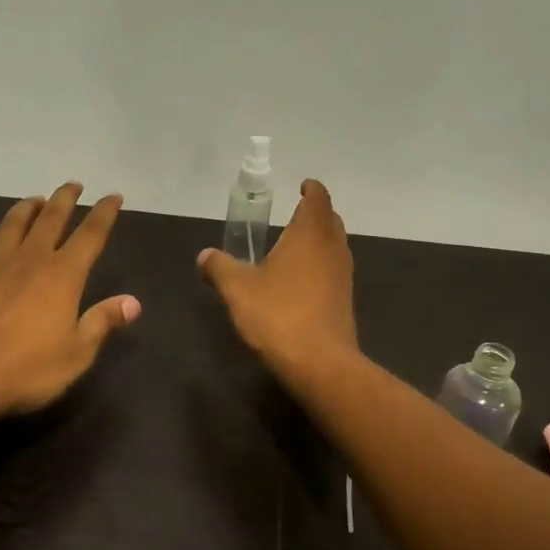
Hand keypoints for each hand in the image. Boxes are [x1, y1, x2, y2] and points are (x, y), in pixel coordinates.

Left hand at [0, 183, 140, 419]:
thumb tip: (133, 302)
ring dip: (27, 208)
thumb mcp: (77, 353)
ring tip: (36, 200)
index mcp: (63, 275)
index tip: (113, 196)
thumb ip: (103, 322)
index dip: (104, 213)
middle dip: (65, 199)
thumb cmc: (28, 368)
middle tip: (74, 184)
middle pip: (51, 219)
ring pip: (14, 225)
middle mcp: (31, 261)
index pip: (90, 235)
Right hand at [198, 178, 358, 382]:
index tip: (302, 186)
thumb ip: (220, 267)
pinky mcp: (344, 301)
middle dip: (315, 214)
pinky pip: (333, 271)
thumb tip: (204, 255)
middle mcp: (332, 249)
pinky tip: (299, 281)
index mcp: (309, 235)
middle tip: (294, 215)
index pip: (318, 199)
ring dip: (318, 241)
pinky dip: (319, 266)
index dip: (311, 189)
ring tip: (293, 247)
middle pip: (330, 221)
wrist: (319, 363)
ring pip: (334, 246)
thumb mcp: (238, 289)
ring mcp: (343, 276)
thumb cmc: (278, 315)